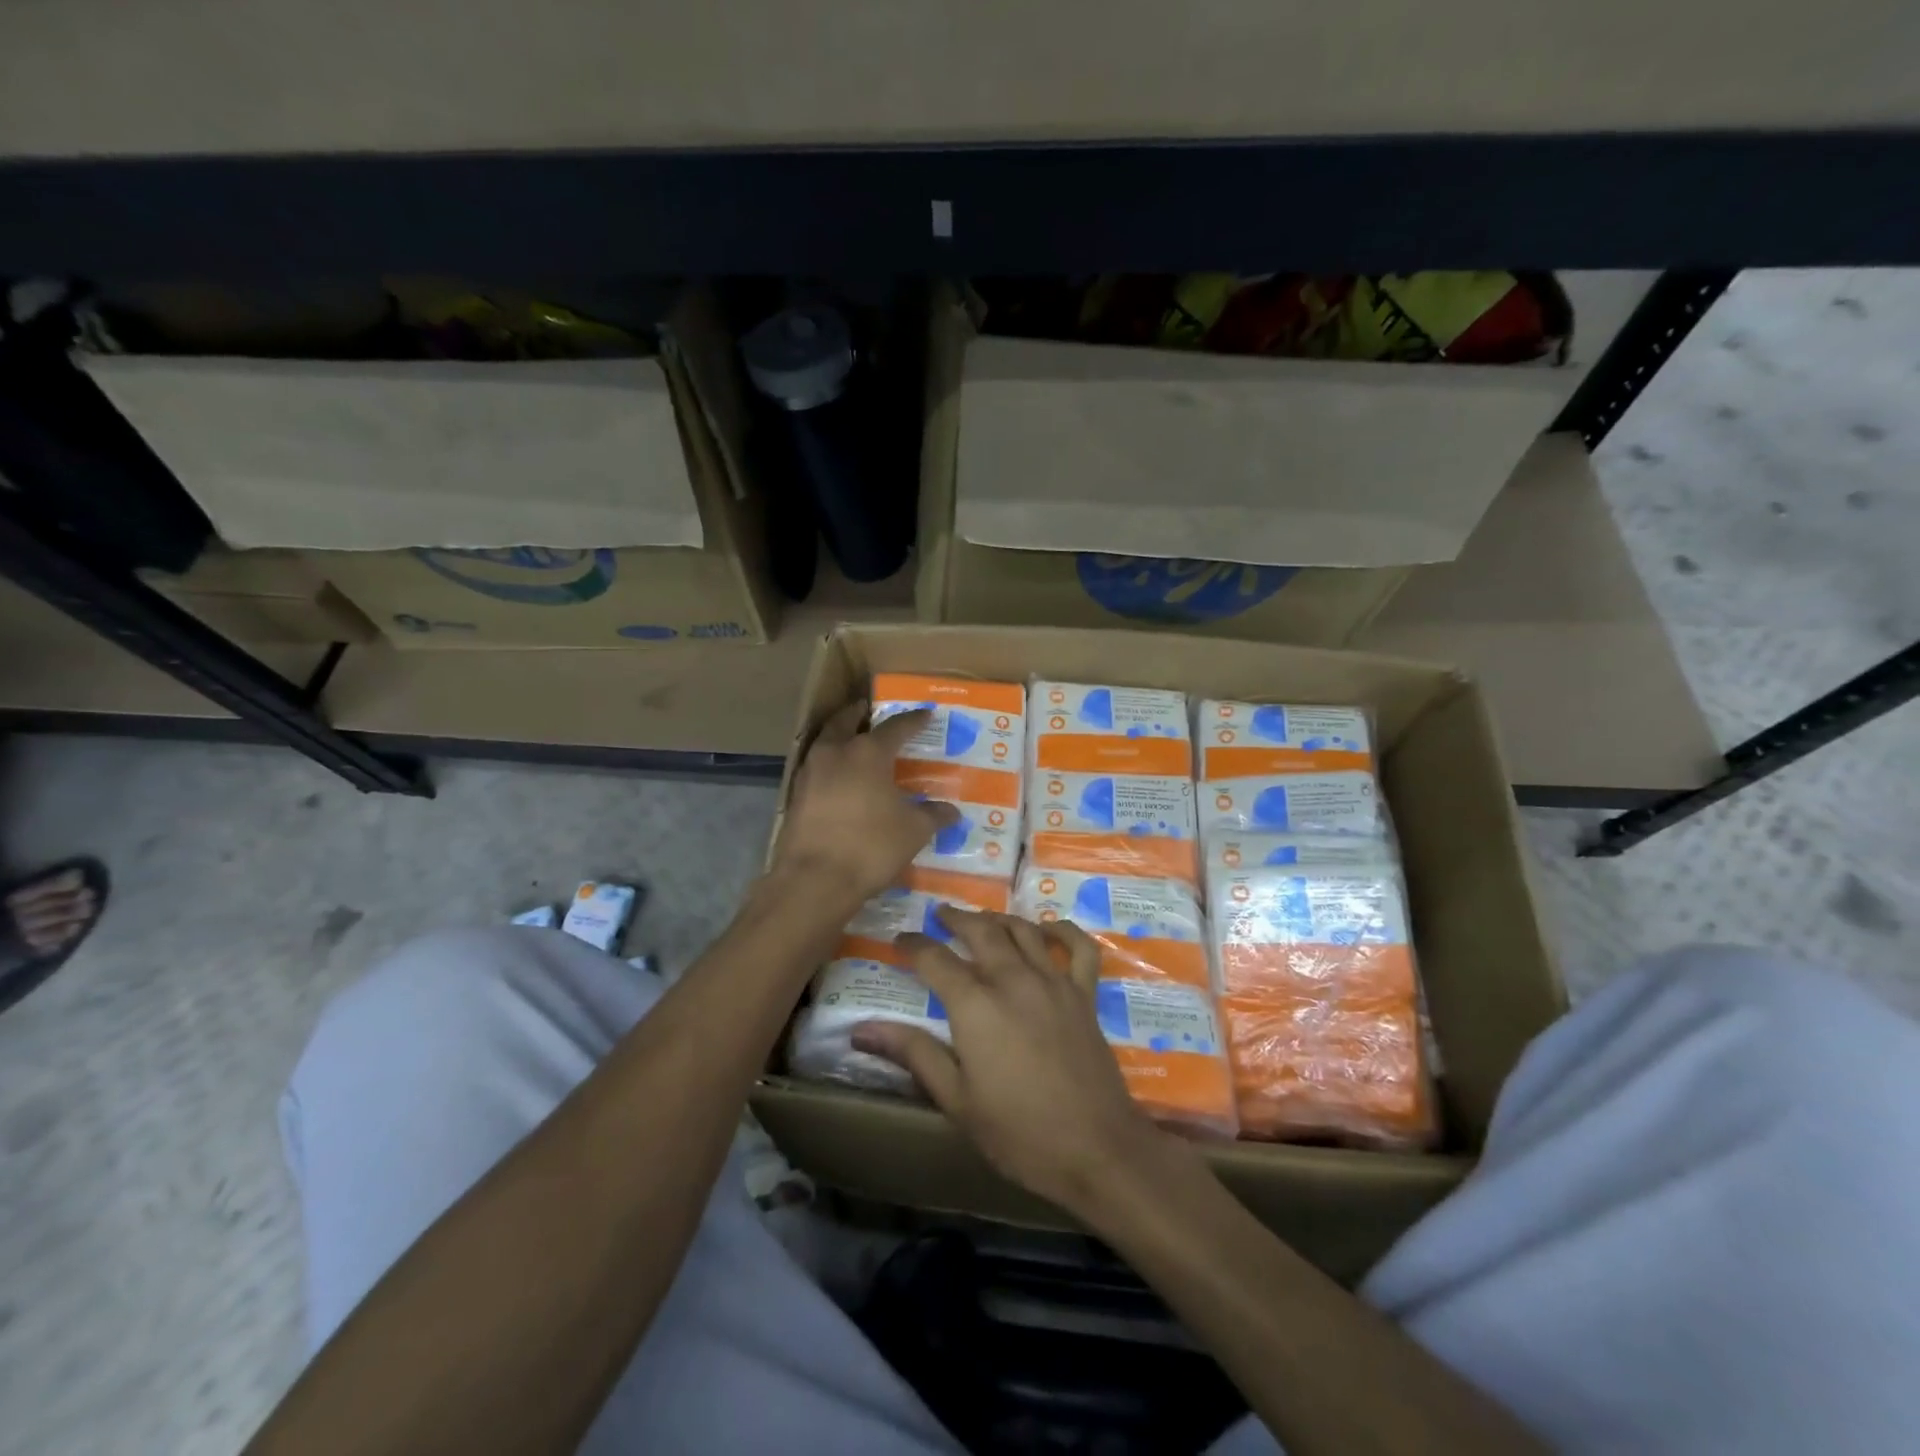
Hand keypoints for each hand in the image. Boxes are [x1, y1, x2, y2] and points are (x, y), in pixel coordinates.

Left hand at [776, 702, 959, 903]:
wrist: (814, 880)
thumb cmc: (871, 847)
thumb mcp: (913, 831)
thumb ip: (933, 816)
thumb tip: (951, 811)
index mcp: (868, 752)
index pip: (896, 727)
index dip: (913, 720)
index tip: (925, 715)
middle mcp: (835, 753)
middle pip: (845, 721)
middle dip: (859, 714)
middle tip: (870, 711)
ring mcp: (809, 773)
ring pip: (825, 742)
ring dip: (839, 737)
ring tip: (854, 743)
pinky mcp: (795, 796)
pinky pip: (816, 768)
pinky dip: (829, 765)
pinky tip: (840, 780)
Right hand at [853, 908, 1160, 1215]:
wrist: (1096, 1149)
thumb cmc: (1019, 1132)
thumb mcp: (956, 1100)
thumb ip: (912, 1053)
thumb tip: (861, 1030)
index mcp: (975, 1005)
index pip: (935, 959)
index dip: (913, 944)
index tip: (899, 940)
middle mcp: (1013, 980)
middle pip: (981, 932)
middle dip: (956, 919)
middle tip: (940, 915)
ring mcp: (1053, 982)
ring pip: (1024, 931)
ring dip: (999, 919)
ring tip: (983, 919)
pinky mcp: (1084, 995)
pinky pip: (1078, 948)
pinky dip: (1063, 930)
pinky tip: (1048, 928)